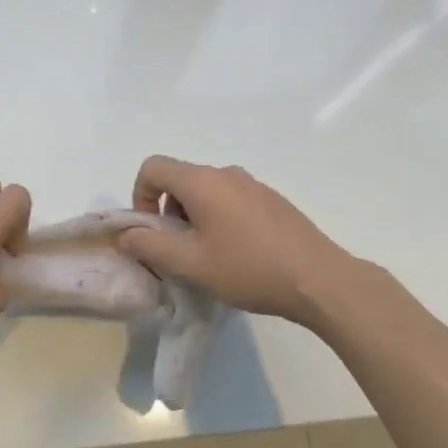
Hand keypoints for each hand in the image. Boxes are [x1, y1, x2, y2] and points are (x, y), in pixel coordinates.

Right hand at [116, 155, 390, 327]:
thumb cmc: (248, 269)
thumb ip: (150, 245)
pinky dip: (219, 218)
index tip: (151, 231)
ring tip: (208, 256)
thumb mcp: (190, 264)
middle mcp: (226, 173)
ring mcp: (253, 185)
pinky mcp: (272, 200)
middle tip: (178, 251)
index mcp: (202, 182)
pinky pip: (231, 200)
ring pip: (206, 191)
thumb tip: (126, 234)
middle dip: (167, 212)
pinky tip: (237, 254)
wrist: (320, 280)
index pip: (153, 167)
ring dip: (193, 217)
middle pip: (179, 179)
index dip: (140, 196)